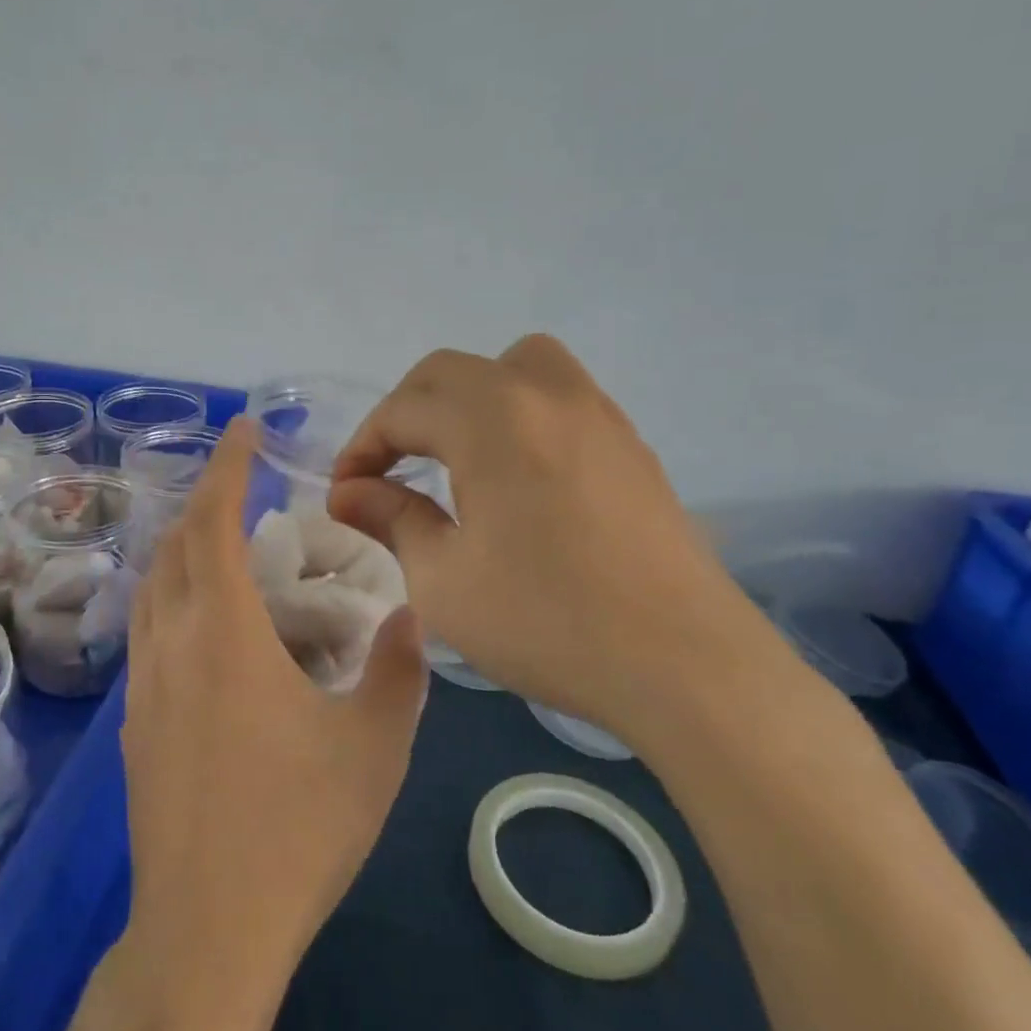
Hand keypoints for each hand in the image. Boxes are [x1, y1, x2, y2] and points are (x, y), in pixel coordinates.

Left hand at [122, 417, 427, 981]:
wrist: (207, 929)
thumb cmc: (297, 829)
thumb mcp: (375, 745)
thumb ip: (398, 669)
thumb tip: (407, 614)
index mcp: (223, 634)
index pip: (211, 521)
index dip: (226, 467)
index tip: (244, 431)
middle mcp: (171, 644)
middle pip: (174, 547)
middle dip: (206, 503)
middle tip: (250, 492)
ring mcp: (144, 686)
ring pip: (153, 588)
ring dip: (185, 551)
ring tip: (231, 548)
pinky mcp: (135, 724)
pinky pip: (149, 631)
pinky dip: (176, 598)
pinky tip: (213, 628)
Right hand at [329, 335, 777, 743]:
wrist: (683, 664)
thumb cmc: (546, 622)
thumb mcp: (443, 580)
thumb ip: (391, 519)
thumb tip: (348, 493)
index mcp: (491, 419)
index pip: (403, 409)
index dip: (362, 447)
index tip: (346, 492)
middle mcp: (544, 394)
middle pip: (450, 373)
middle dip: (406, 414)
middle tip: (388, 470)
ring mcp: (596, 413)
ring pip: (514, 366)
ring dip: (467, 398)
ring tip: (455, 455)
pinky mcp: (629, 443)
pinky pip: (558, 396)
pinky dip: (518, 413)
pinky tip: (517, 475)